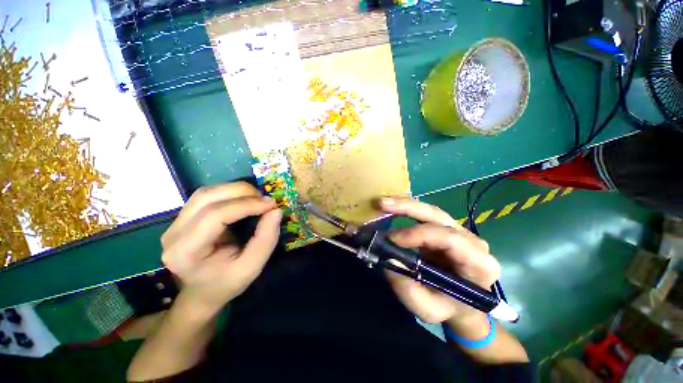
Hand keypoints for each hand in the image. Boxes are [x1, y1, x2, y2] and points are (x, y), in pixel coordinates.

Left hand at [161, 182, 281, 315]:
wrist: (202, 292)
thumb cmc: (226, 284)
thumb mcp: (252, 268)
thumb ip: (266, 239)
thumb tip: (276, 211)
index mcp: (185, 252)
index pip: (215, 215)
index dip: (246, 205)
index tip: (272, 205)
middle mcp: (174, 233)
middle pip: (207, 197)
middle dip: (241, 192)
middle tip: (265, 200)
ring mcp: (175, 223)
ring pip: (206, 192)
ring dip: (235, 190)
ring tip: (257, 198)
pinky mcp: (183, 217)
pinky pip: (207, 196)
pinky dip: (229, 193)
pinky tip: (244, 200)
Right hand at [379, 197, 500, 323]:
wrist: (460, 305)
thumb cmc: (448, 309)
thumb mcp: (428, 310)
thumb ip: (408, 290)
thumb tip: (389, 259)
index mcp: (479, 263)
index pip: (449, 239)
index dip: (418, 234)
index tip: (392, 239)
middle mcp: (472, 241)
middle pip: (438, 216)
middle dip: (408, 208)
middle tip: (382, 204)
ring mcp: (459, 232)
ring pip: (431, 211)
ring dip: (404, 205)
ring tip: (382, 203)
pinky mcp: (445, 229)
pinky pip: (425, 215)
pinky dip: (406, 210)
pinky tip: (391, 209)